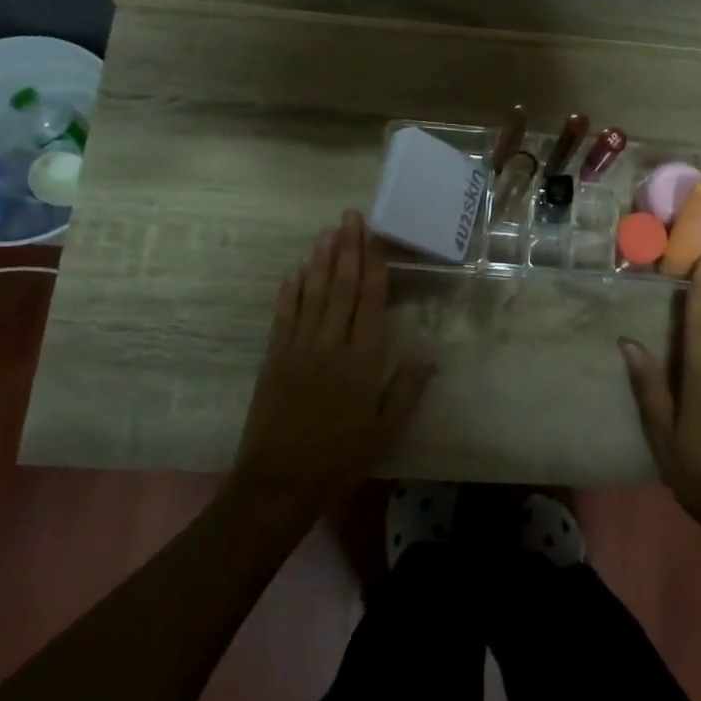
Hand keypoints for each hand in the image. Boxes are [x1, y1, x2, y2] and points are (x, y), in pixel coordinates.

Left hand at [230, 210, 435, 520]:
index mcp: (361, 361)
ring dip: (320, 261)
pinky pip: (283, 316)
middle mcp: (329, 345)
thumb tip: (427, 351)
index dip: (373, 266)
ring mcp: (297, 349)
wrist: (279, 483)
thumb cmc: (340, 459)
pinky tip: (295, 272)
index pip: (369, 302)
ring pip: (311, 295)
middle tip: (350, 216)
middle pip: (340, 288)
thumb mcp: (385, 431)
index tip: (374, 236)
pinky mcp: (273, 359)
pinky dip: (289, 292)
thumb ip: (406, 388)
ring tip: (327, 232)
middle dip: (347, 249)